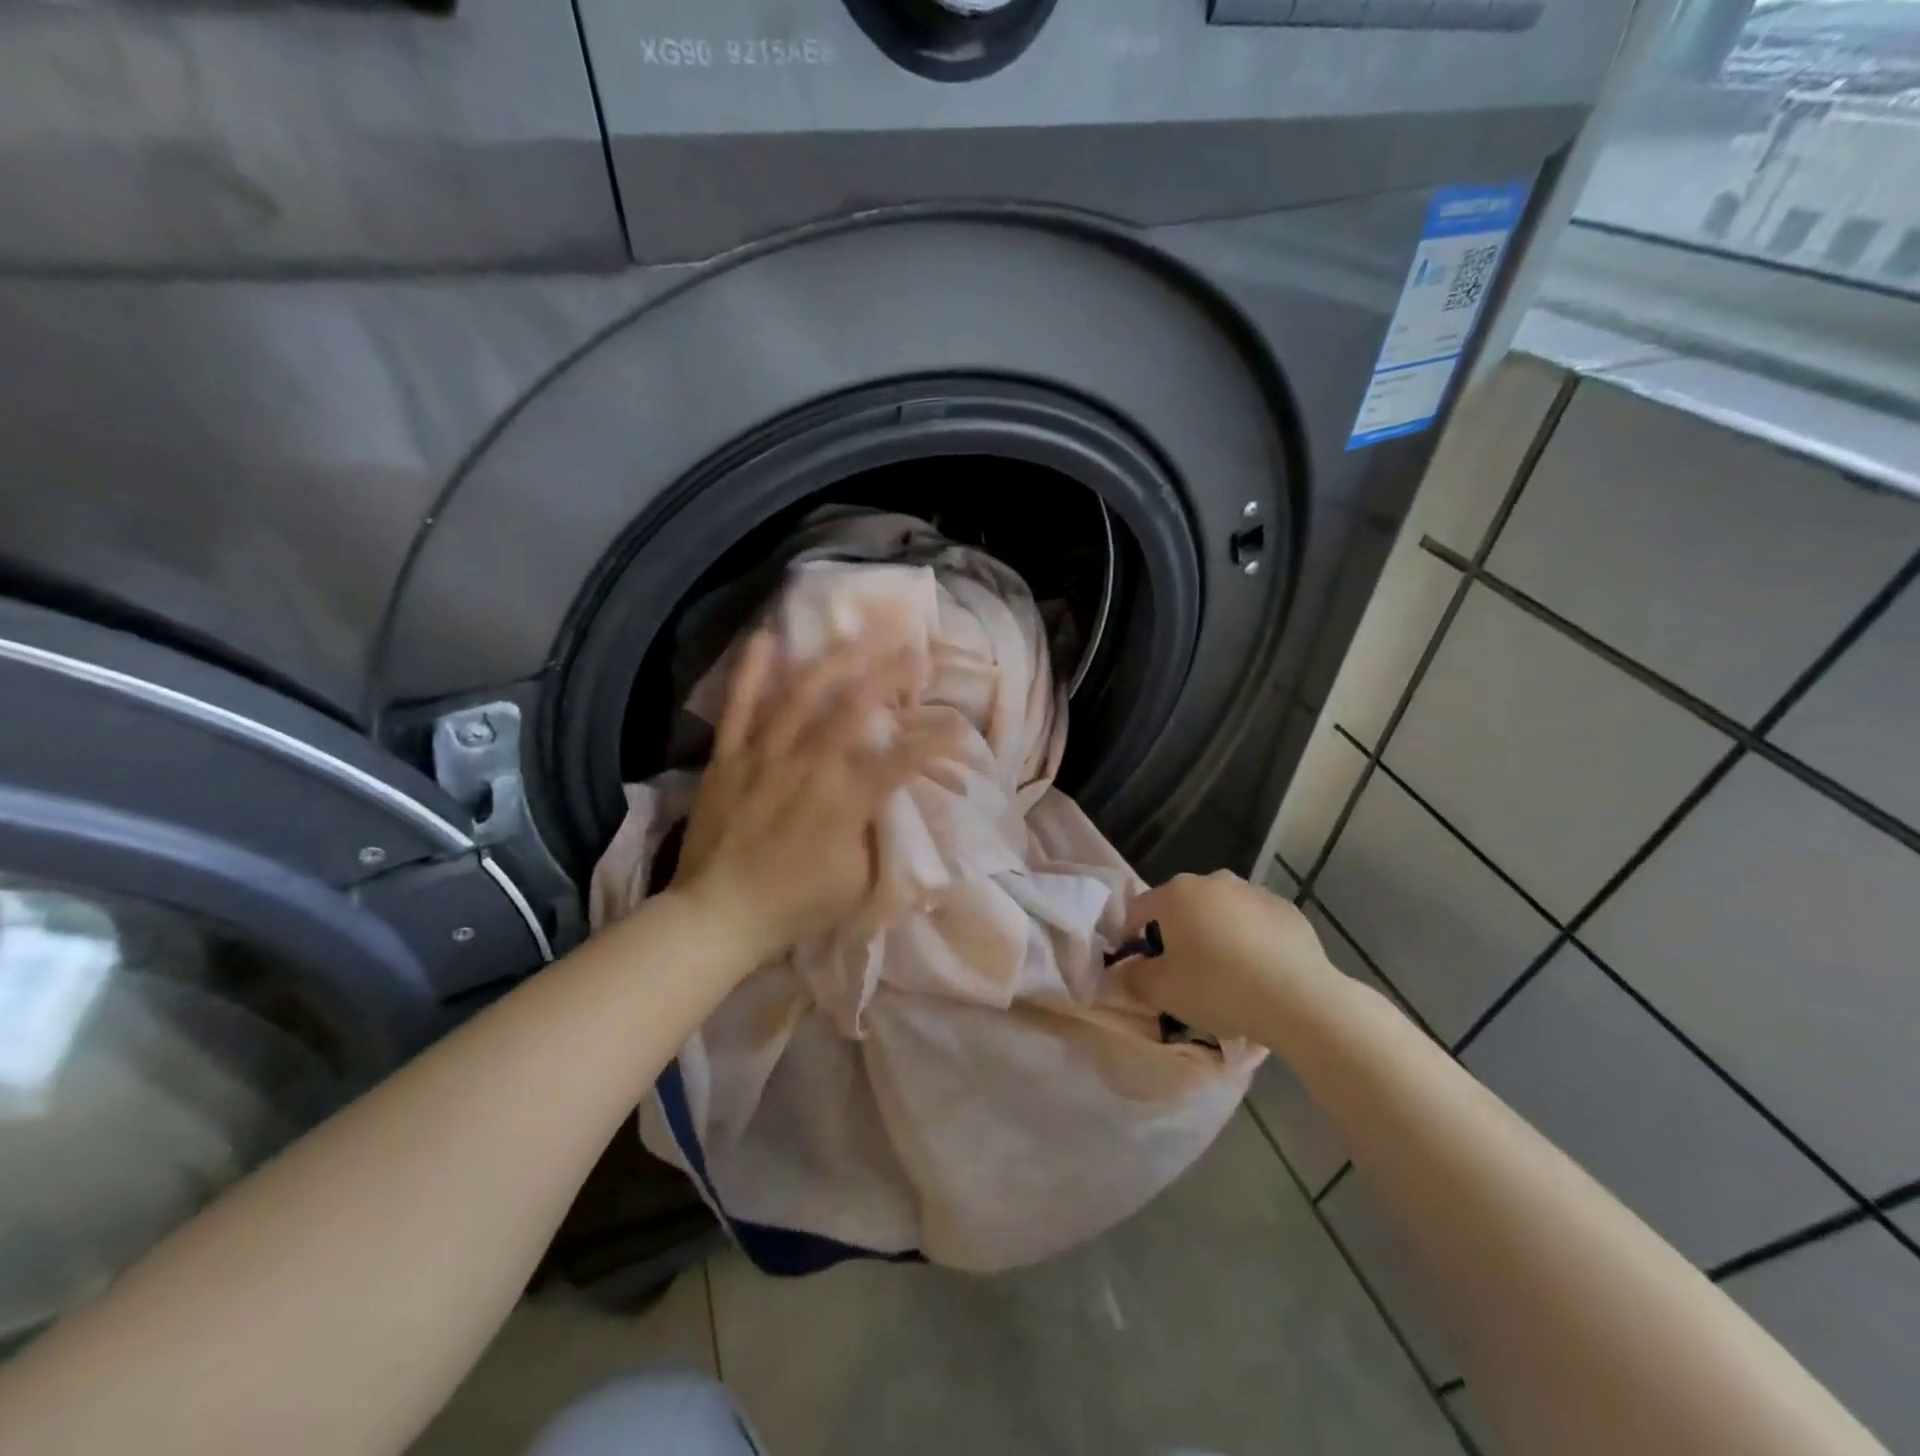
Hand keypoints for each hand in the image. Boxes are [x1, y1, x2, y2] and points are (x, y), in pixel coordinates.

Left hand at [670, 632, 954, 964]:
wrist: (719, 915)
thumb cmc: (795, 905)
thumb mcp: (858, 883)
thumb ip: (880, 837)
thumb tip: (894, 804)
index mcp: (847, 801)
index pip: (904, 759)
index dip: (936, 740)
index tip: (957, 726)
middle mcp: (809, 766)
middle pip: (855, 706)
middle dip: (889, 674)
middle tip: (912, 653)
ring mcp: (764, 756)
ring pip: (801, 694)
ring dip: (834, 660)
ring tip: (857, 637)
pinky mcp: (728, 758)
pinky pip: (737, 707)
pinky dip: (750, 672)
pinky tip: (766, 637)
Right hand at [1119, 871, 1338, 1045]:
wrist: (1299, 999)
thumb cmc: (1218, 988)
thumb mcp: (1163, 991)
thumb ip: (1133, 978)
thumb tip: (1123, 971)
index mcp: (1176, 894)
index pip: (1139, 909)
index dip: (1131, 936)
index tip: (1137, 965)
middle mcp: (1212, 881)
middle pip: (1181, 906)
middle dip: (1176, 933)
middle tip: (1181, 970)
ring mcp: (1253, 891)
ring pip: (1220, 911)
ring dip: (1214, 933)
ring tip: (1224, 972)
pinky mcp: (1286, 908)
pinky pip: (1254, 922)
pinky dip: (1249, 939)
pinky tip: (1258, 971)